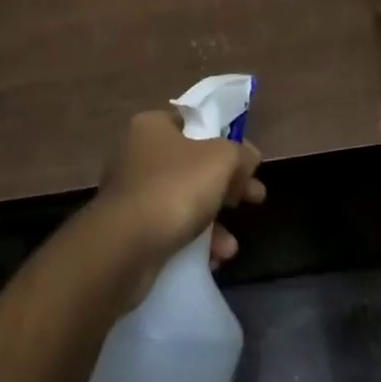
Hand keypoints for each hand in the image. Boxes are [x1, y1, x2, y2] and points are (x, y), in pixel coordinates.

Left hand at [89, 110, 264, 299]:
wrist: (125, 246)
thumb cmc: (175, 188)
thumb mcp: (220, 159)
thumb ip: (240, 153)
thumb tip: (249, 156)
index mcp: (151, 126)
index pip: (193, 123)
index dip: (224, 140)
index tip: (247, 163)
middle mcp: (136, 154)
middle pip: (193, 164)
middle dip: (228, 185)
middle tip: (254, 198)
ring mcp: (131, 192)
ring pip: (184, 199)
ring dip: (213, 221)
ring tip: (231, 245)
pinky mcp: (130, 228)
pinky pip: (170, 227)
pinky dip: (193, 240)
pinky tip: (213, 258)